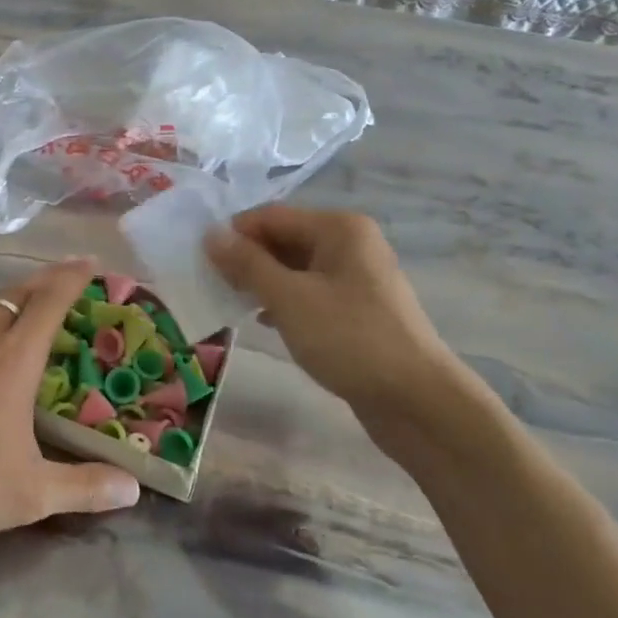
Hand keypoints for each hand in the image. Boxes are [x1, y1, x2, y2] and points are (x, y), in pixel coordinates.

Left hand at [0, 258, 140, 554]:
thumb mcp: (29, 494)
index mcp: (14, 359)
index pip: (50, 301)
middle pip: (19, 291)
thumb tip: (132, 489)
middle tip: (69, 274)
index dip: (73, 277)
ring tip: (29, 298)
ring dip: (14, 293)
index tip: (92, 262)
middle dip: (48, 277)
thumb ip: (84, 487)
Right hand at [205, 206, 492, 455]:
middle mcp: (350, 243)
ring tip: (233, 303)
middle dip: (248, 259)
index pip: (271, 216)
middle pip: (284, 238)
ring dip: (263, 282)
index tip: (201, 261)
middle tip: (213, 285)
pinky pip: (310, 292)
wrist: (416, 400)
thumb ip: (247, 264)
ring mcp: (357, 276)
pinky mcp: (358, 307)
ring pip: (295, 267)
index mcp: (338, 228)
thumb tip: (210, 234)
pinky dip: (285, 301)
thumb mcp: (289, 298)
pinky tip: (265, 321)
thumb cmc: (349, 339)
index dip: (234, 234)